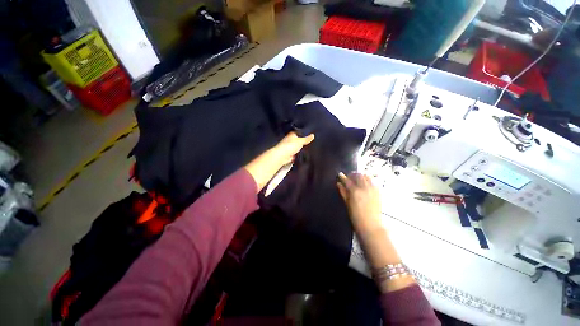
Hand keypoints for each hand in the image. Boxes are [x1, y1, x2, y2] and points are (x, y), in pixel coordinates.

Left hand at [245, 132, 314, 192]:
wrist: (281, 156)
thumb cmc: (289, 146)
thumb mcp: (299, 141)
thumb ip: (306, 139)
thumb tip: (313, 135)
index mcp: (291, 136)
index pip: (297, 133)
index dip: (302, 134)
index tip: (309, 135)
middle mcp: (288, 141)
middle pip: (296, 141)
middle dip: (301, 143)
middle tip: (311, 144)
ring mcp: (288, 149)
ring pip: (296, 149)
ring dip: (300, 150)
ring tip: (309, 151)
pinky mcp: (288, 156)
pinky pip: (295, 155)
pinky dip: (298, 156)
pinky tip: (303, 157)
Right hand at [337, 172, 382, 232]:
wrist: (371, 224)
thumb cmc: (356, 216)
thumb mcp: (347, 203)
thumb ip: (343, 192)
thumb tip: (339, 183)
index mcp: (354, 191)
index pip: (347, 180)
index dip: (342, 177)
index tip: (340, 174)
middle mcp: (364, 187)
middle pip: (358, 175)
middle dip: (353, 174)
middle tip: (349, 177)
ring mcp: (372, 189)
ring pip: (366, 177)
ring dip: (361, 176)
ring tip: (357, 179)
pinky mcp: (378, 192)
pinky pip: (373, 182)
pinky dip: (368, 180)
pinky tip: (365, 184)